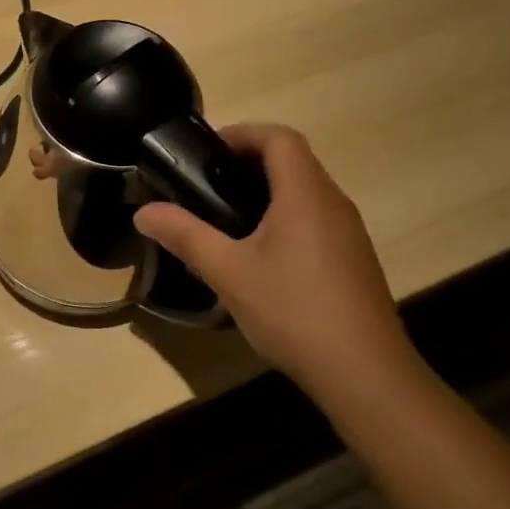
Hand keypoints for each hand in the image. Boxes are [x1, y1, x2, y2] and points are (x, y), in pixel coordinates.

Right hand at [134, 124, 411, 392]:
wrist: (366, 374)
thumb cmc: (294, 310)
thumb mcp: (228, 272)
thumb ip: (185, 235)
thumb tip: (144, 212)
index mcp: (305, 193)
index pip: (279, 137)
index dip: (242, 133)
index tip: (207, 152)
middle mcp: (333, 202)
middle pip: (293, 160)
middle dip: (249, 162)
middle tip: (208, 184)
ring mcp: (349, 232)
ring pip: (306, 191)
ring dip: (268, 190)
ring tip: (227, 217)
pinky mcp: (354, 259)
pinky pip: (316, 218)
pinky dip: (286, 217)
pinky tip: (262, 256)